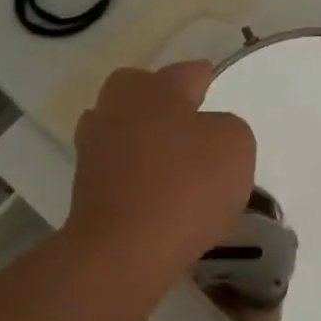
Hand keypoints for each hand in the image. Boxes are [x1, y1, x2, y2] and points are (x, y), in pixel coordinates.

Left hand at [66, 62, 255, 294]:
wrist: (125, 248)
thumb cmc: (186, 186)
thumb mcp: (235, 146)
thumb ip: (227, 128)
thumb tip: (206, 133)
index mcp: (156, 88)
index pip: (188, 72)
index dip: (204, 78)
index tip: (211, 82)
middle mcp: (118, 107)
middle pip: (141, 90)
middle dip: (162, 100)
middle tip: (188, 121)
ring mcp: (94, 145)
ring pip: (123, 127)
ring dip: (143, 136)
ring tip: (171, 160)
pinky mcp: (85, 184)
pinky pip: (117, 166)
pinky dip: (134, 172)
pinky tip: (155, 192)